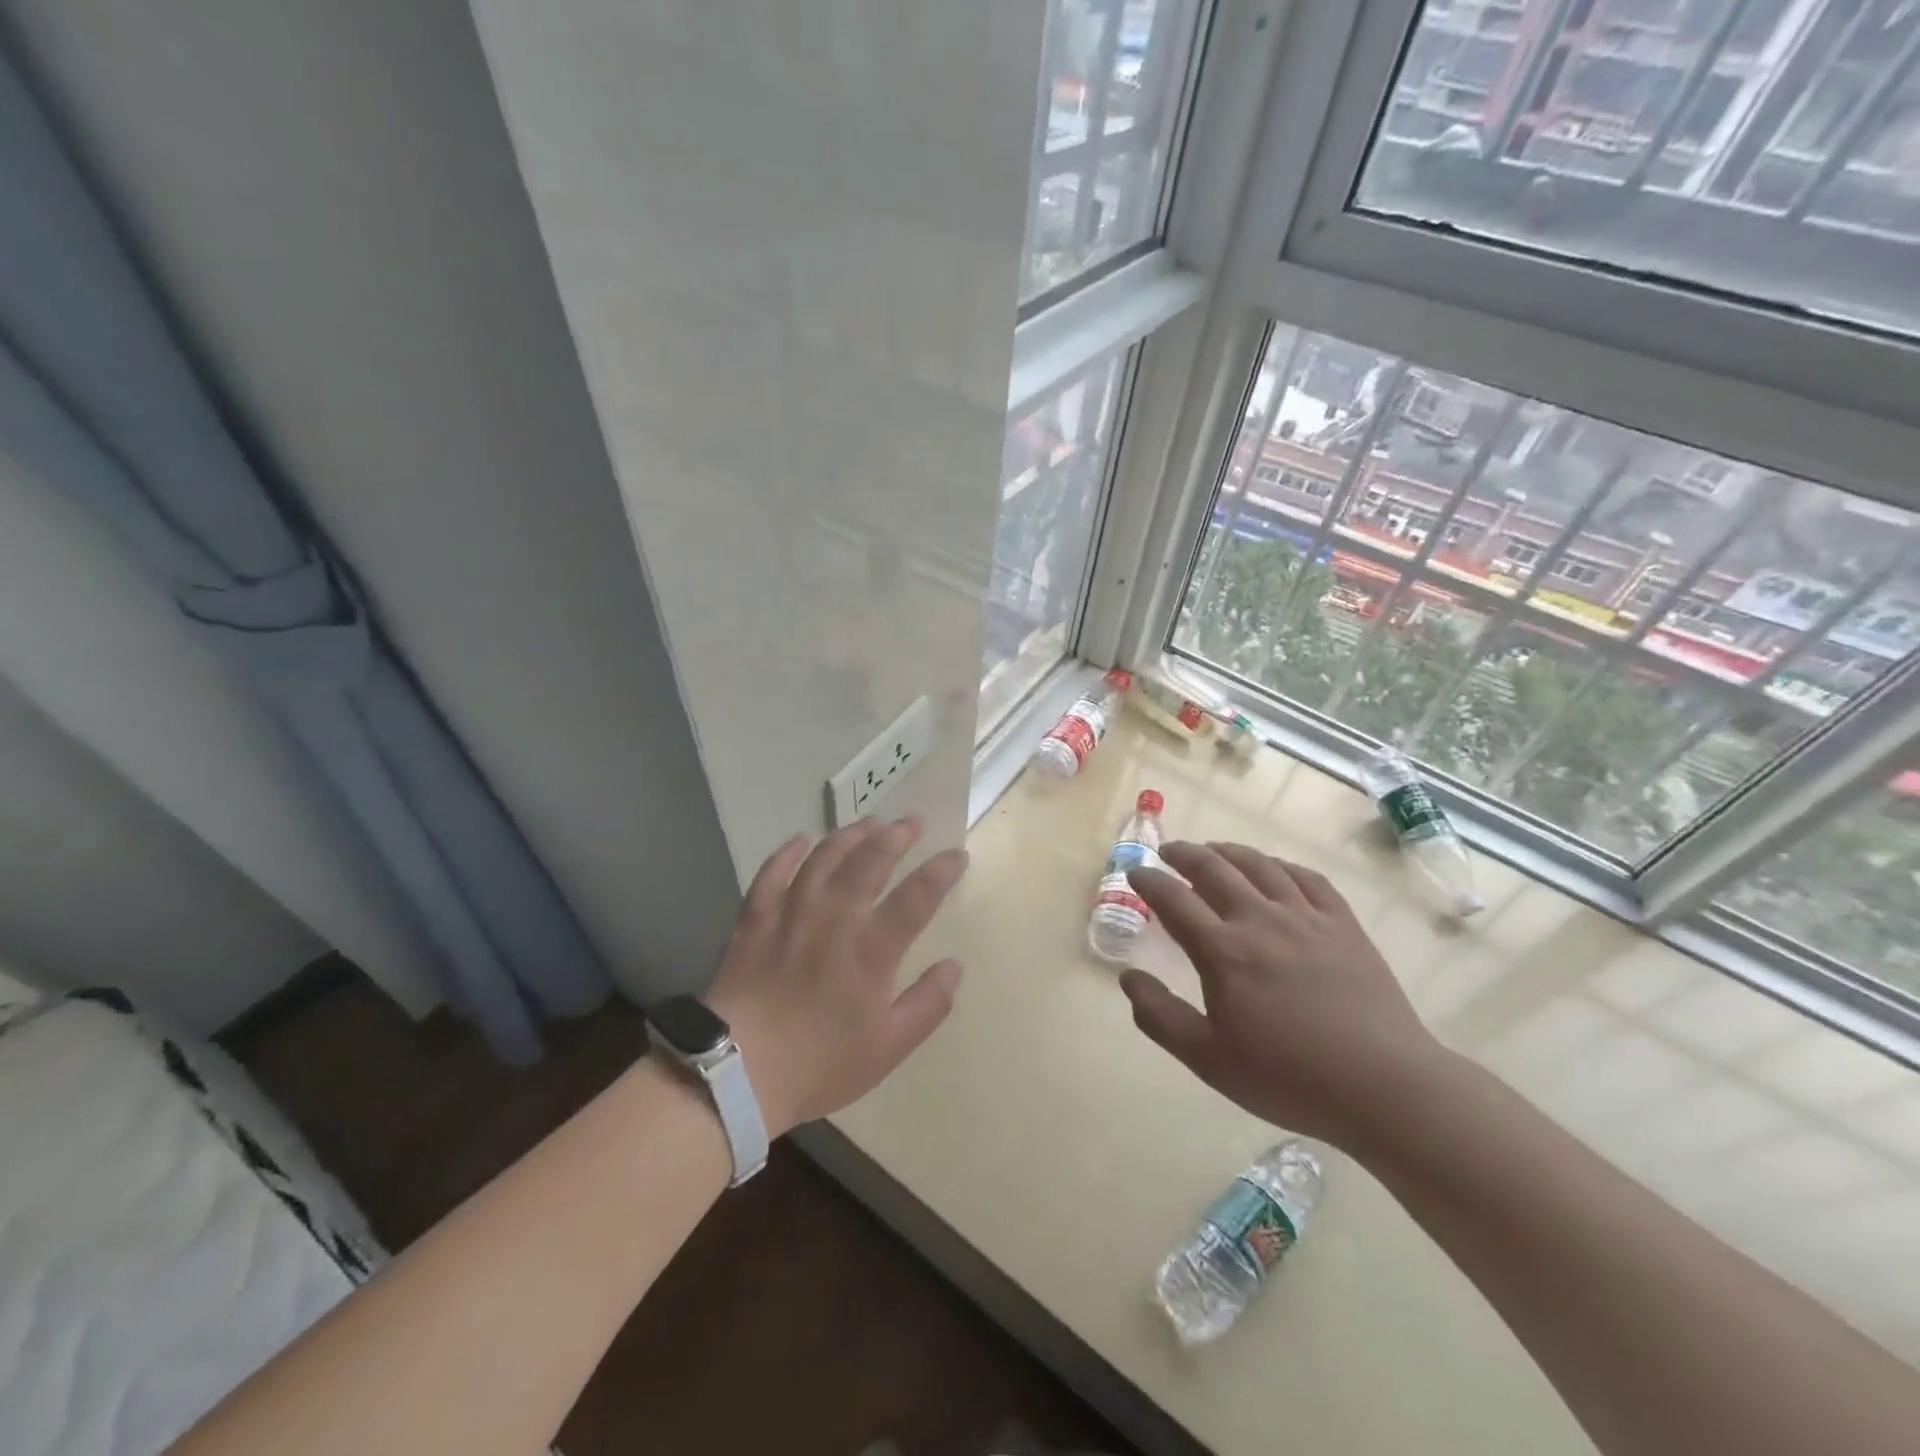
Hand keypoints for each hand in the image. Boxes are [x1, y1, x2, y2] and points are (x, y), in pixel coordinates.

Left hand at [705, 817, 966, 1137]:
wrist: (737, 1072)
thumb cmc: (819, 1063)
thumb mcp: (888, 1047)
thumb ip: (928, 1004)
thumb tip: (955, 966)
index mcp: (873, 948)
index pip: (917, 895)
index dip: (941, 871)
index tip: (956, 855)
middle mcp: (836, 916)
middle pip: (871, 859)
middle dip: (897, 835)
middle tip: (912, 823)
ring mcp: (792, 911)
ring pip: (825, 855)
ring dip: (851, 834)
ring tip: (870, 823)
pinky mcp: (756, 917)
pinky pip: (773, 870)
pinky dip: (790, 851)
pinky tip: (802, 840)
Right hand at [1121, 841, 1444, 1149]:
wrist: (1383, 1086)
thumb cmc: (1288, 1077)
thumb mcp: (1208, 1060)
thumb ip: (1160, 1017)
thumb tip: (1128, 977)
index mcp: (1223, 951)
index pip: (1173, 899)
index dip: (1149, 880)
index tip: (1136, 872)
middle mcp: (1260, 920)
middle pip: (1214, 869)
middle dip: (1184, 854)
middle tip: (1168, 852)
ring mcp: (1306, 917)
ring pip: (1260, 865)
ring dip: (1228, 851)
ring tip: (1213, 850)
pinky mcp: (1343, 924)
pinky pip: (1307, 878)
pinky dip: (1281, 865)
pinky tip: (1274, 868)